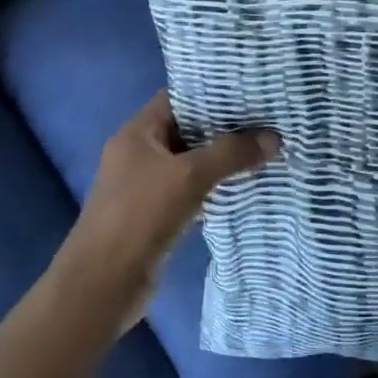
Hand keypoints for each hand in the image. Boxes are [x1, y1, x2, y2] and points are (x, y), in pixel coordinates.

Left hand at [56, 90, 278, 329]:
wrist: (102, 286)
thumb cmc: (140, 217)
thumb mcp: (189, 176)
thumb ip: (231, 154)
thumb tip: (274, 138)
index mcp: (137, 133)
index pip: (177, 98)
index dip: (211, 92)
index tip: (249, 91)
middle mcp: (138, 153)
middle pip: (186, 130)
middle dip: (224, 127)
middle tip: (265, 120)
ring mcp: (145, 186)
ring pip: (190, 162)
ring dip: (221, 159)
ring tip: (263, 148)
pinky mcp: (155, 216)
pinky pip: (189, 190)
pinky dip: (213, 187)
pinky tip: (243, 186)